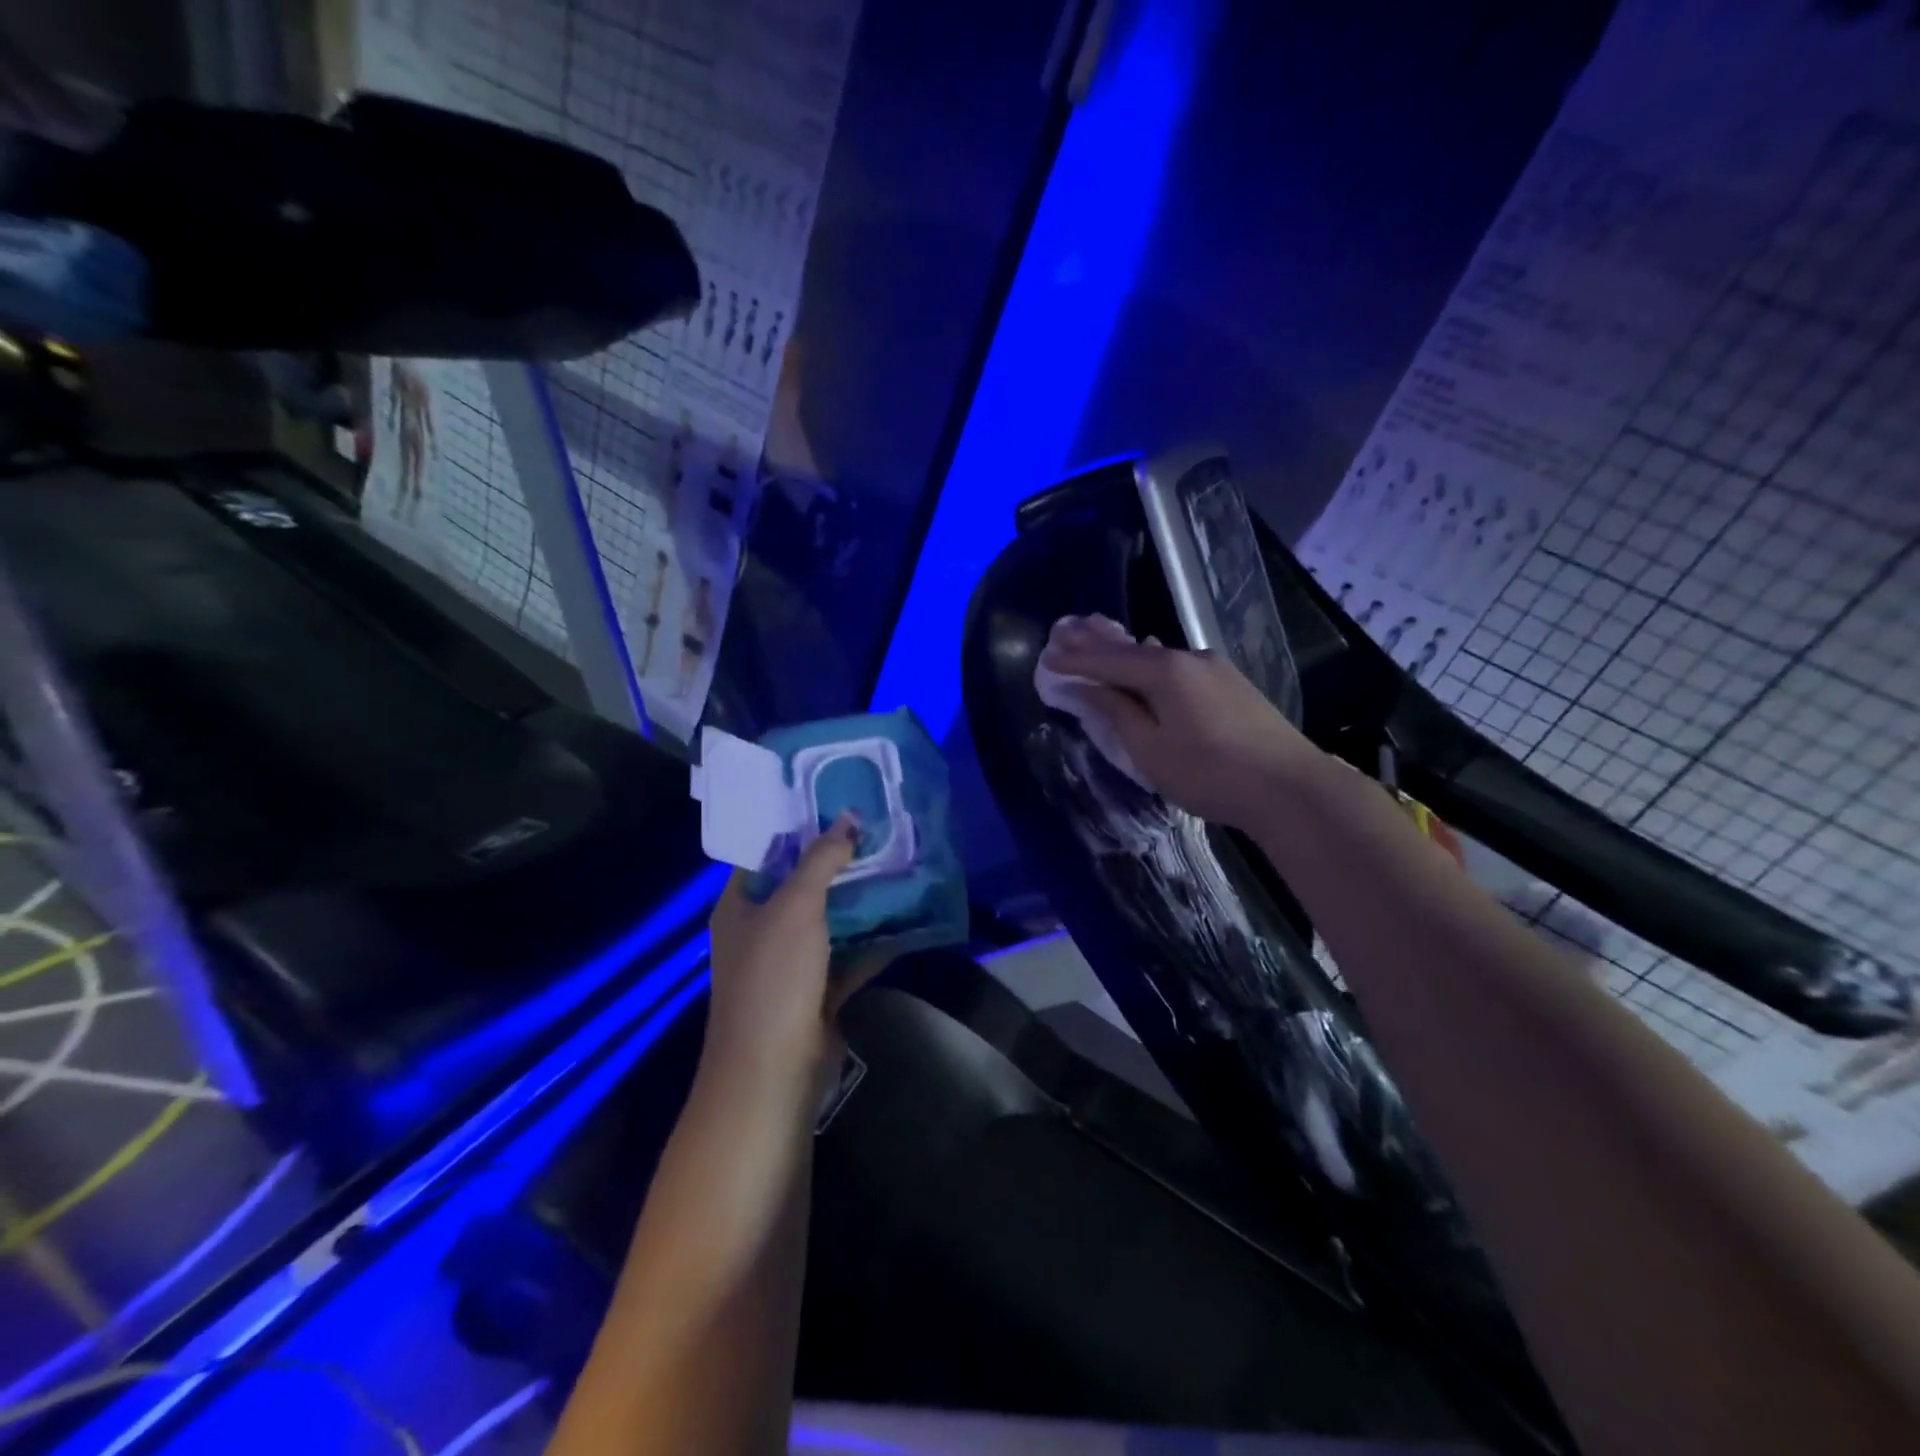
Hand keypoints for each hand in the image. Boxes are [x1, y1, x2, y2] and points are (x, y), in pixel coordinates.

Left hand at [704, 815, 885, 1089]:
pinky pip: (848, 955)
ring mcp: (790, 964)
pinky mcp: (817, 991)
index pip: (766, 853)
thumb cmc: (773, 978)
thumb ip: (821, 860)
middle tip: (877, 831)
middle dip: (837, 862)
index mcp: (740, 906)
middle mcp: (761, 930)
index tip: (836, 803)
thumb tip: (848, 819)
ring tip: (896, 864)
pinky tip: (905, 918)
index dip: (797, 828)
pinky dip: (872, 940)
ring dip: (859, 899)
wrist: (773, 1072)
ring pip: (828, 920)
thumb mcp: (795, 907)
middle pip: (801, 885)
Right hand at [1039, 620, 1317, 829]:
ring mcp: (1214, 668)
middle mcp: (1189, 658)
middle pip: (1132, 648)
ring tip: (1097, 633)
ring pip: (1157, 654)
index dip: (1075, 661)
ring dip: (1125, 648)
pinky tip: (1149, 651)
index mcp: (1165, 672)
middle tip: (1064, 626)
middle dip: (1096, 641)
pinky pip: (1178, 664)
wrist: (1289, 788)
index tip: (1046, 655)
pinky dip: (1152, 660)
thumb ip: (1117, 713)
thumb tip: (1087, 688)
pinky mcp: (1231, 684)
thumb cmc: (1210, 774)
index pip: (1108, 661)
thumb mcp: (1151, 750)